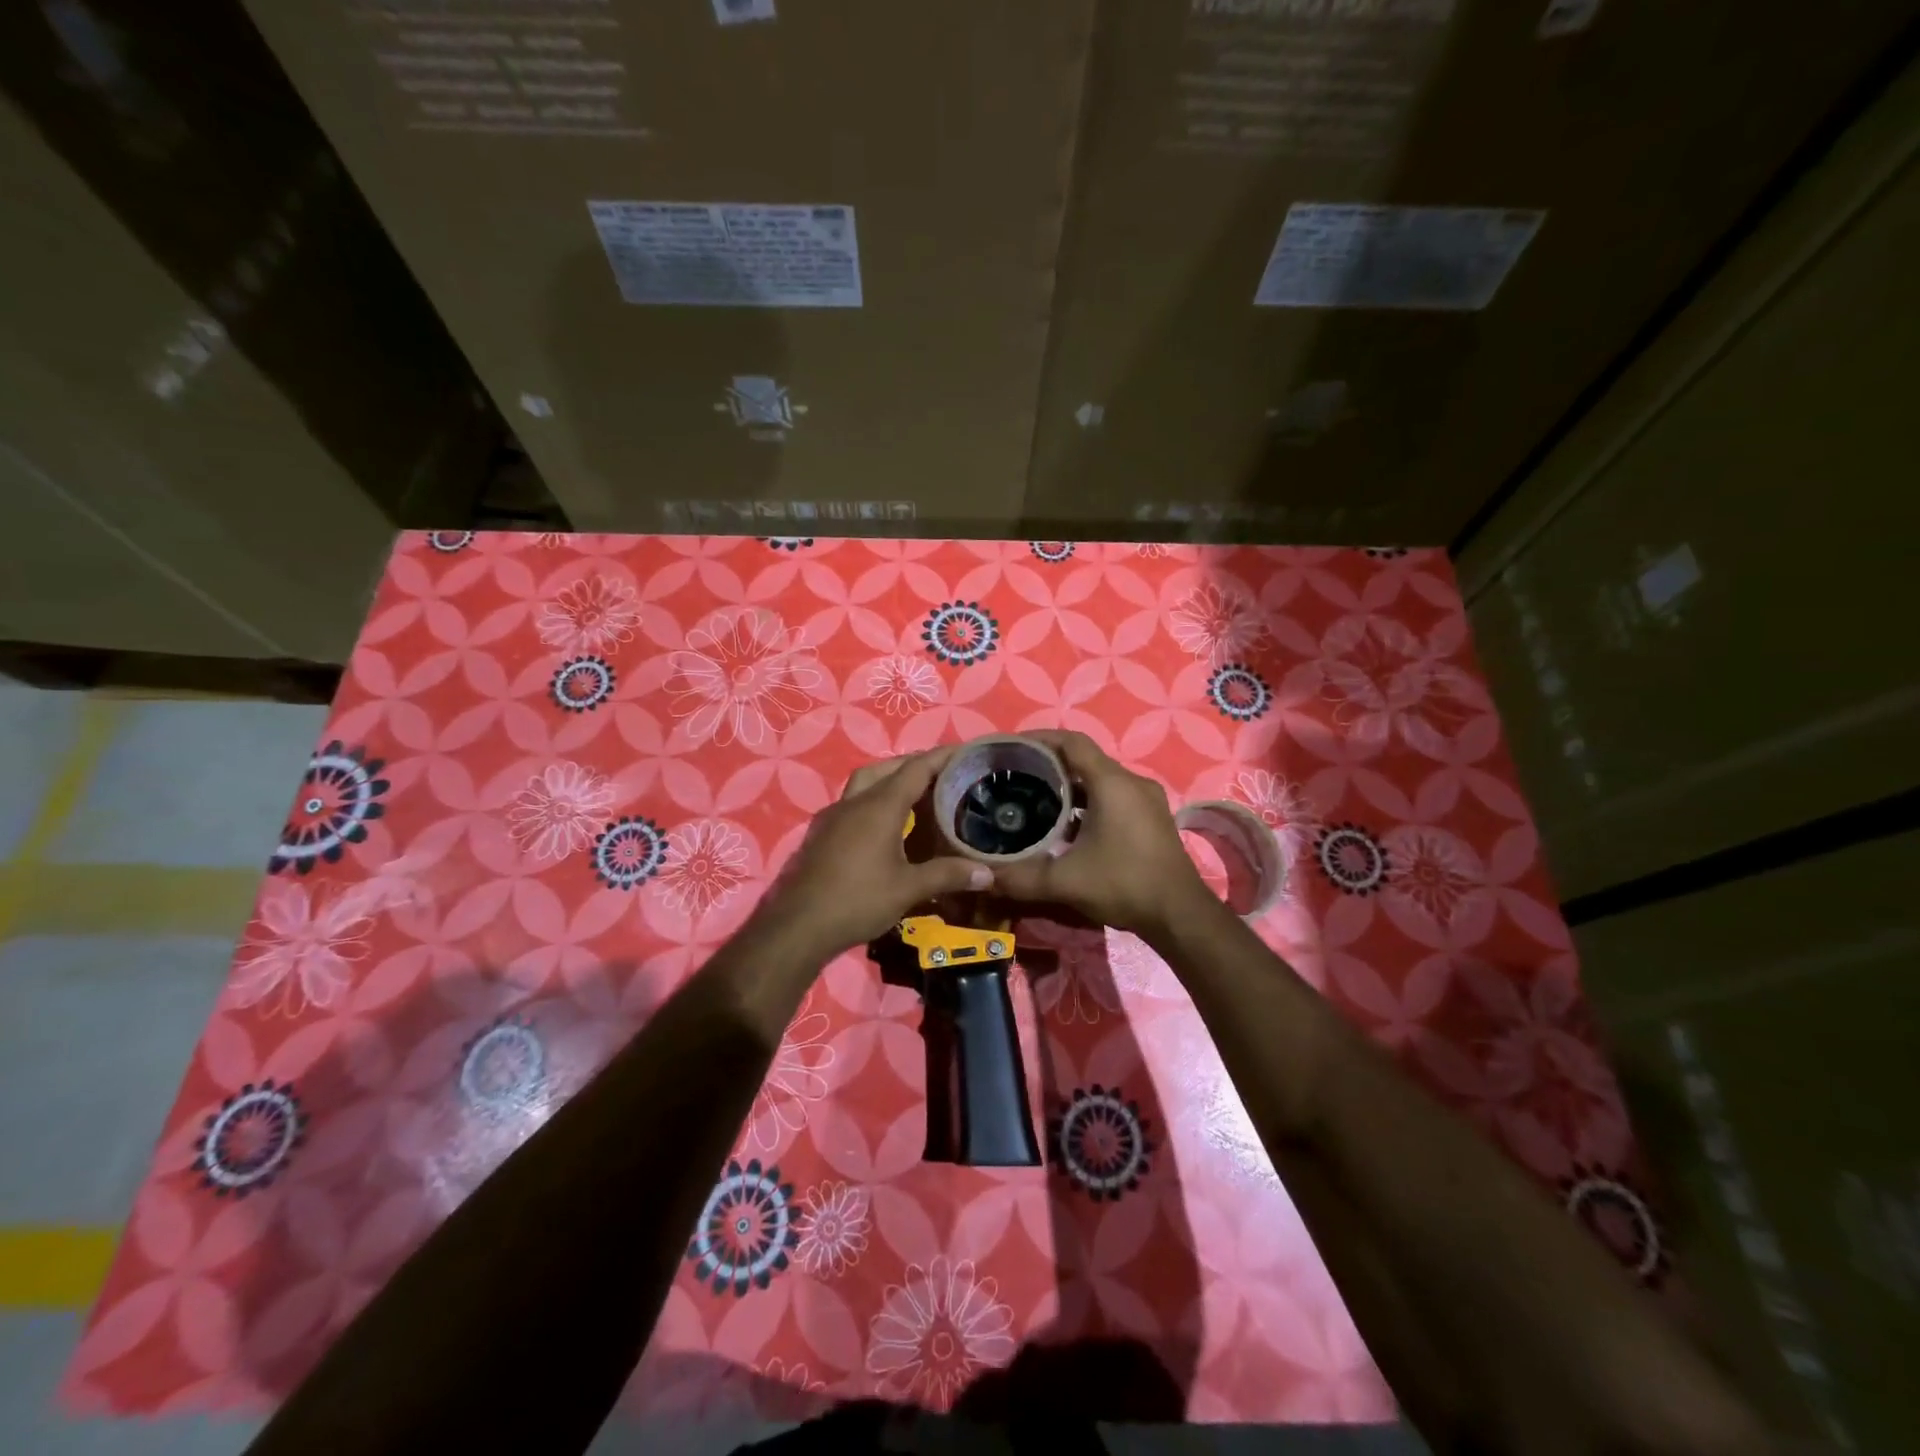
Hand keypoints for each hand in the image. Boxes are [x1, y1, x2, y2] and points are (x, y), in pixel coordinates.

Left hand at [756, 748, 993, 959]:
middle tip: (943, 774)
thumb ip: (947, 875)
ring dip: (889, 780)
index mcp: (879, 806)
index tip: (964, 752)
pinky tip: (884, 825)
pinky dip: (872, 801)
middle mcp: (855, 802)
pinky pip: (852, 803)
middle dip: (915, 765)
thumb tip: (988, 873)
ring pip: (865, 783)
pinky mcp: (821, 833)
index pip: (916, 769)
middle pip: (887, 769)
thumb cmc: (858, 901)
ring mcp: (833, 816)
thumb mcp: (908, 889)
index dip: (941, 757)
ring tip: (915, 795)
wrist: (798, 925)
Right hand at [990, 731, 1210, 939]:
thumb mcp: (1066, 882)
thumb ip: (1021, 877)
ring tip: (1035, 800)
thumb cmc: (1124, 885)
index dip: (1040, 739)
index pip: (1072, 742)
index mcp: (1112, 783)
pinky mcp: (1151, 819)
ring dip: (1069, 786)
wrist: (1180, 915)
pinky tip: (1066, 827)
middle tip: (1016, 777)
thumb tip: (983, 877)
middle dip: (1050, 765)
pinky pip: (1113, 796)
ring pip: (1100, 780)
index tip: (1012, 748)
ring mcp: (1146, 800)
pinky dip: (1088, 802)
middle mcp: (1132, 782)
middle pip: (1085, 759)